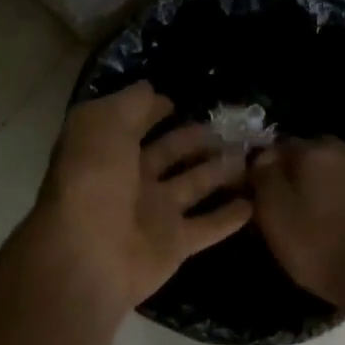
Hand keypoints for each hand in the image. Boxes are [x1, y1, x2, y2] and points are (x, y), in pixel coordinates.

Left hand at [30, 83, 252, 311]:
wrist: (89, 254)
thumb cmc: (93, 180)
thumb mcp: (104, 124)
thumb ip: (131, 104)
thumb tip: (151, 90)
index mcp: (108, 150)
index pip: (134, 123)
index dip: (154, 110)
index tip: (181, 101)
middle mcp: (131, 179)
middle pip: (170, 154)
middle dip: (196, 139)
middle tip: (232, 127)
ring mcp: (154, 213)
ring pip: (195, 185)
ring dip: (220, 171)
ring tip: (249, 155)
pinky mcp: (175, 244)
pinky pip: (209, 226)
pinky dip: (230, 216)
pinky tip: (255, 202)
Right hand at [250, 138, 344, 309]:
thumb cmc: (318, 246)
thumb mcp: (274, 213)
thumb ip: (264, 175)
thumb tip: (263, 155)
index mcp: (313, 150)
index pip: (279, 146)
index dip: (267, 168)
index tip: (261, 192)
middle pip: (310, 156)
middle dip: (297, 174)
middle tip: (287, 205)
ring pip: (335, 171)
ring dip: (323, 186)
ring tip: (314, 217)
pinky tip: (341, 224)